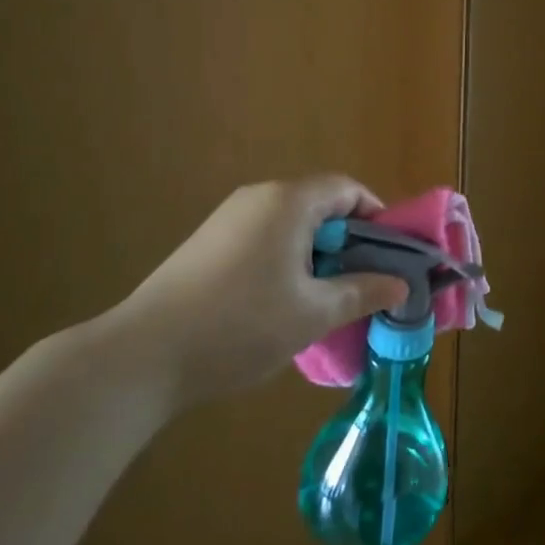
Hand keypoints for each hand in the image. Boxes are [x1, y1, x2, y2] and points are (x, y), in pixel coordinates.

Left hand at [104, 176, 407, 408]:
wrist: (144, 355)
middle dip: (347, 241)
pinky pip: (263, 237)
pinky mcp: (207, 243)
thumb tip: (401, 284)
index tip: (390, 256)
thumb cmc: (242, 324)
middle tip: (362, 282)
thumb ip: (363, 291)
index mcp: (289, 201)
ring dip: (316, 254)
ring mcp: (228, 218)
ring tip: (324, 298)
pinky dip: (285, 259)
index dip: (377, 217)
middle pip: (319, 204)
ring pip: (291, 224)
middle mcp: (258, 197)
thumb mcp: (314, 313)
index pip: (348, 189)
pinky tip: (280, 303)